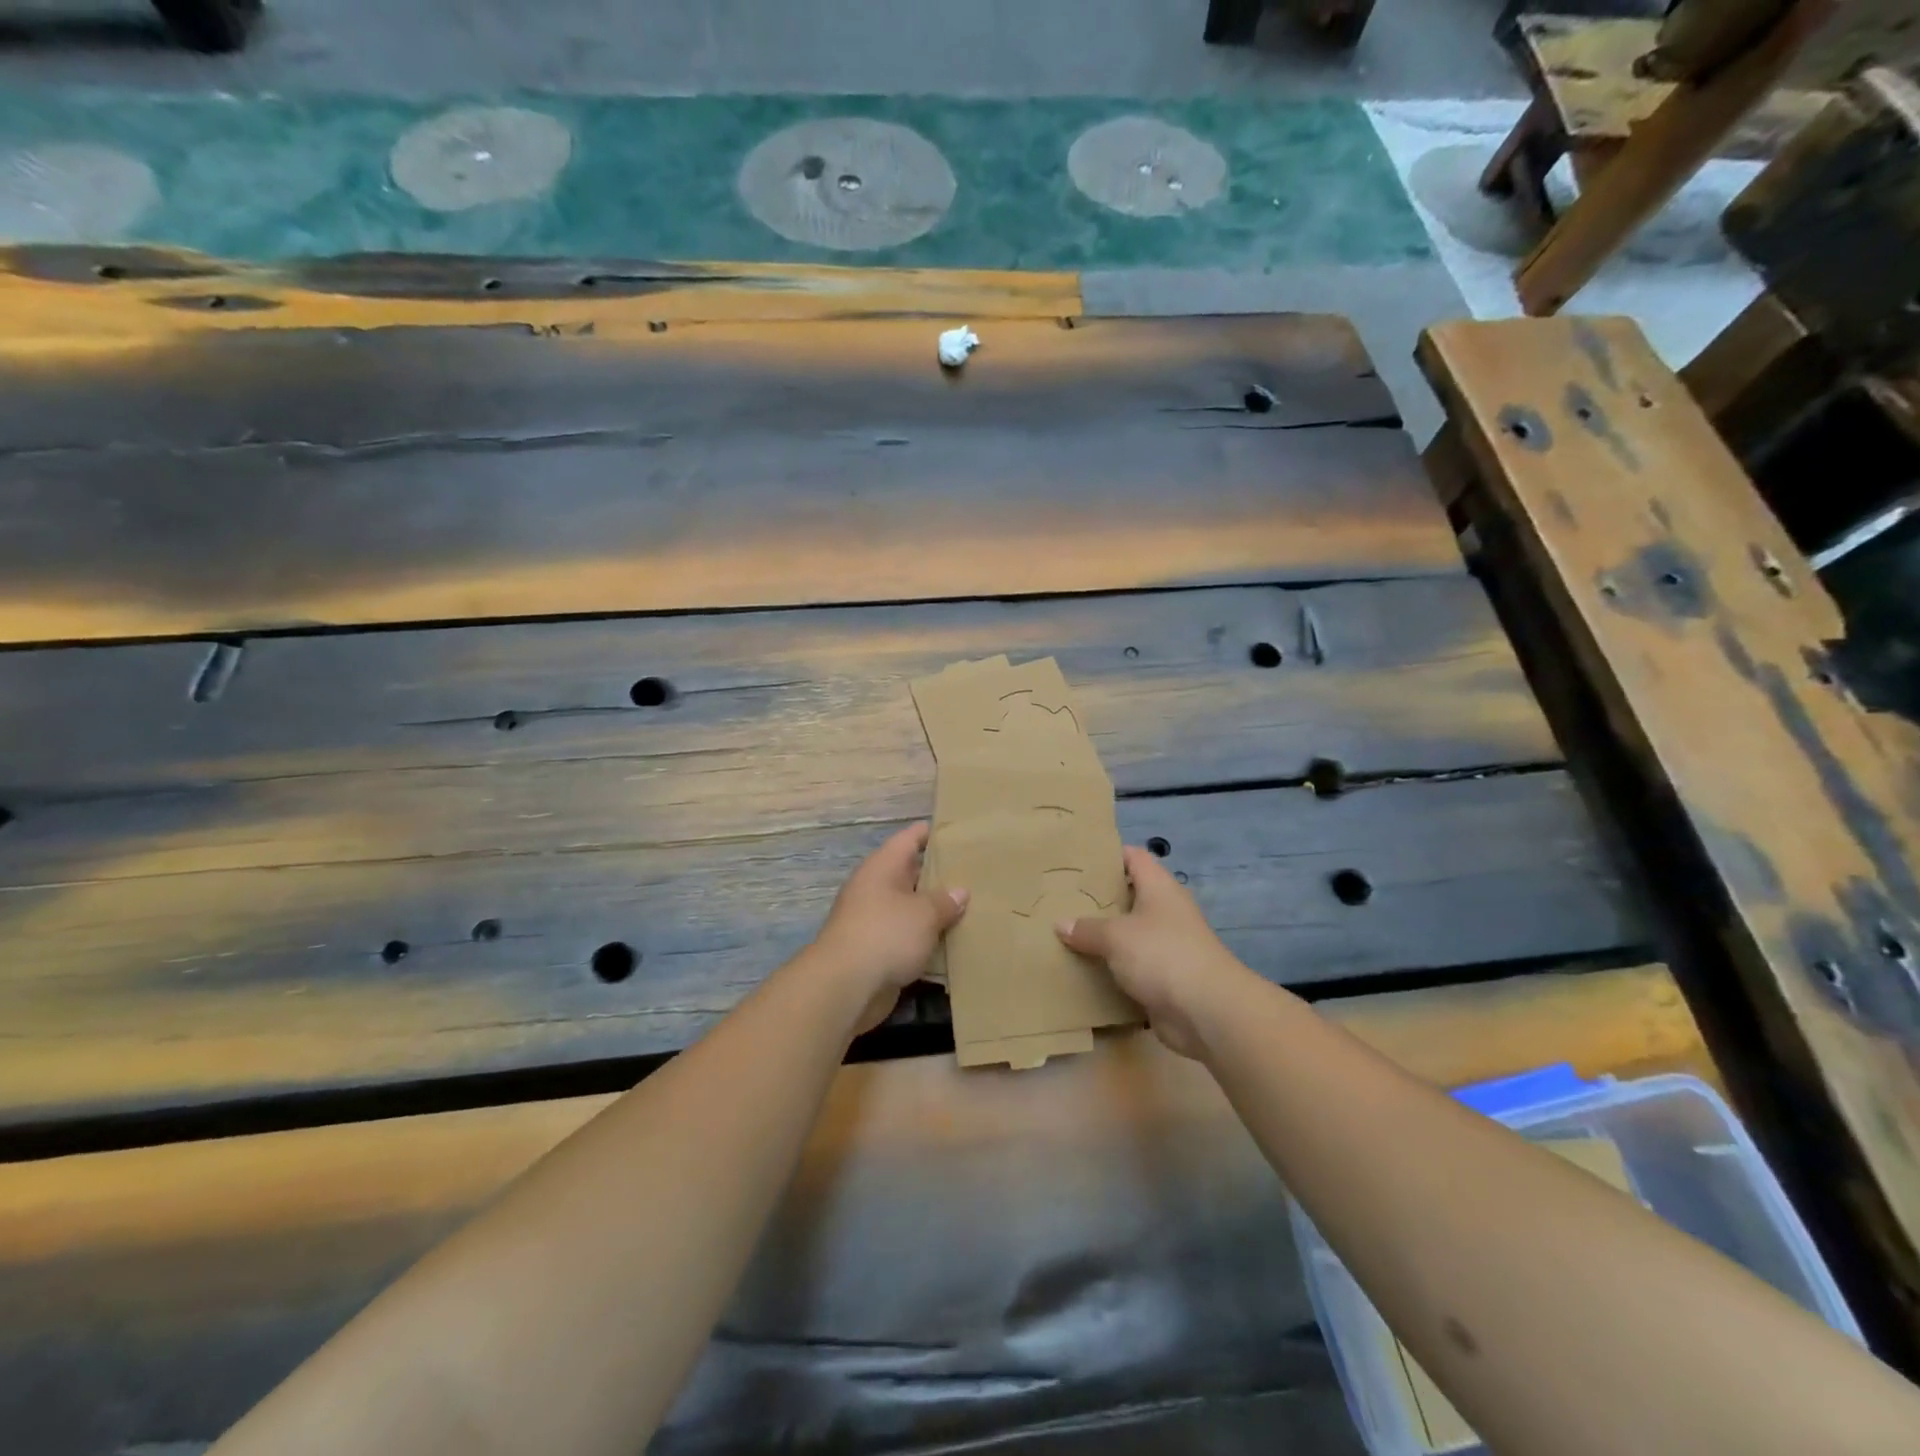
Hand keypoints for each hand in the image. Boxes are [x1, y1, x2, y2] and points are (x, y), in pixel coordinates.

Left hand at [811, 822, 967, 1032]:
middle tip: (975, 873)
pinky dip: (926, 938)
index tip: (958, 832)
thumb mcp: (924, 913)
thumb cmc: (886, 935)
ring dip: (934, 910)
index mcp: (883, 867)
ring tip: (971, 908)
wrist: (845, 987)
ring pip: (910, 908)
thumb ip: (945, 900)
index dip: (932, 833)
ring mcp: (873, 920)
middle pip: (911, 873)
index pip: (909, 838)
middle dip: (939, 874)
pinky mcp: (876, 950)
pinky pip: (907, 937)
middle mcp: (876, 888)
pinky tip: (953, 942)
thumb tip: (960, 891)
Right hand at [1055, 845, 1248, 1057]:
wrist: (1207, 1012)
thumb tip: (1061, 924)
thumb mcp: (1116, 936)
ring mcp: (1168, 946)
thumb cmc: (1162, 955)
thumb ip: (1087, 929)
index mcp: (1159, 888)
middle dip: (1098, 899)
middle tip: (1061, 900)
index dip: (1108, 855)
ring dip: (1104, 938)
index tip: (1077, 861)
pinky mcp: (1165, 978)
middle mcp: (1166, 911)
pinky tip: (1085, 970)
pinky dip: (1113, 969)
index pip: (1134, 857)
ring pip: (1129, 934)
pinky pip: (1132, 967)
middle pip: (1129, 896)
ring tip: (1065, 934)